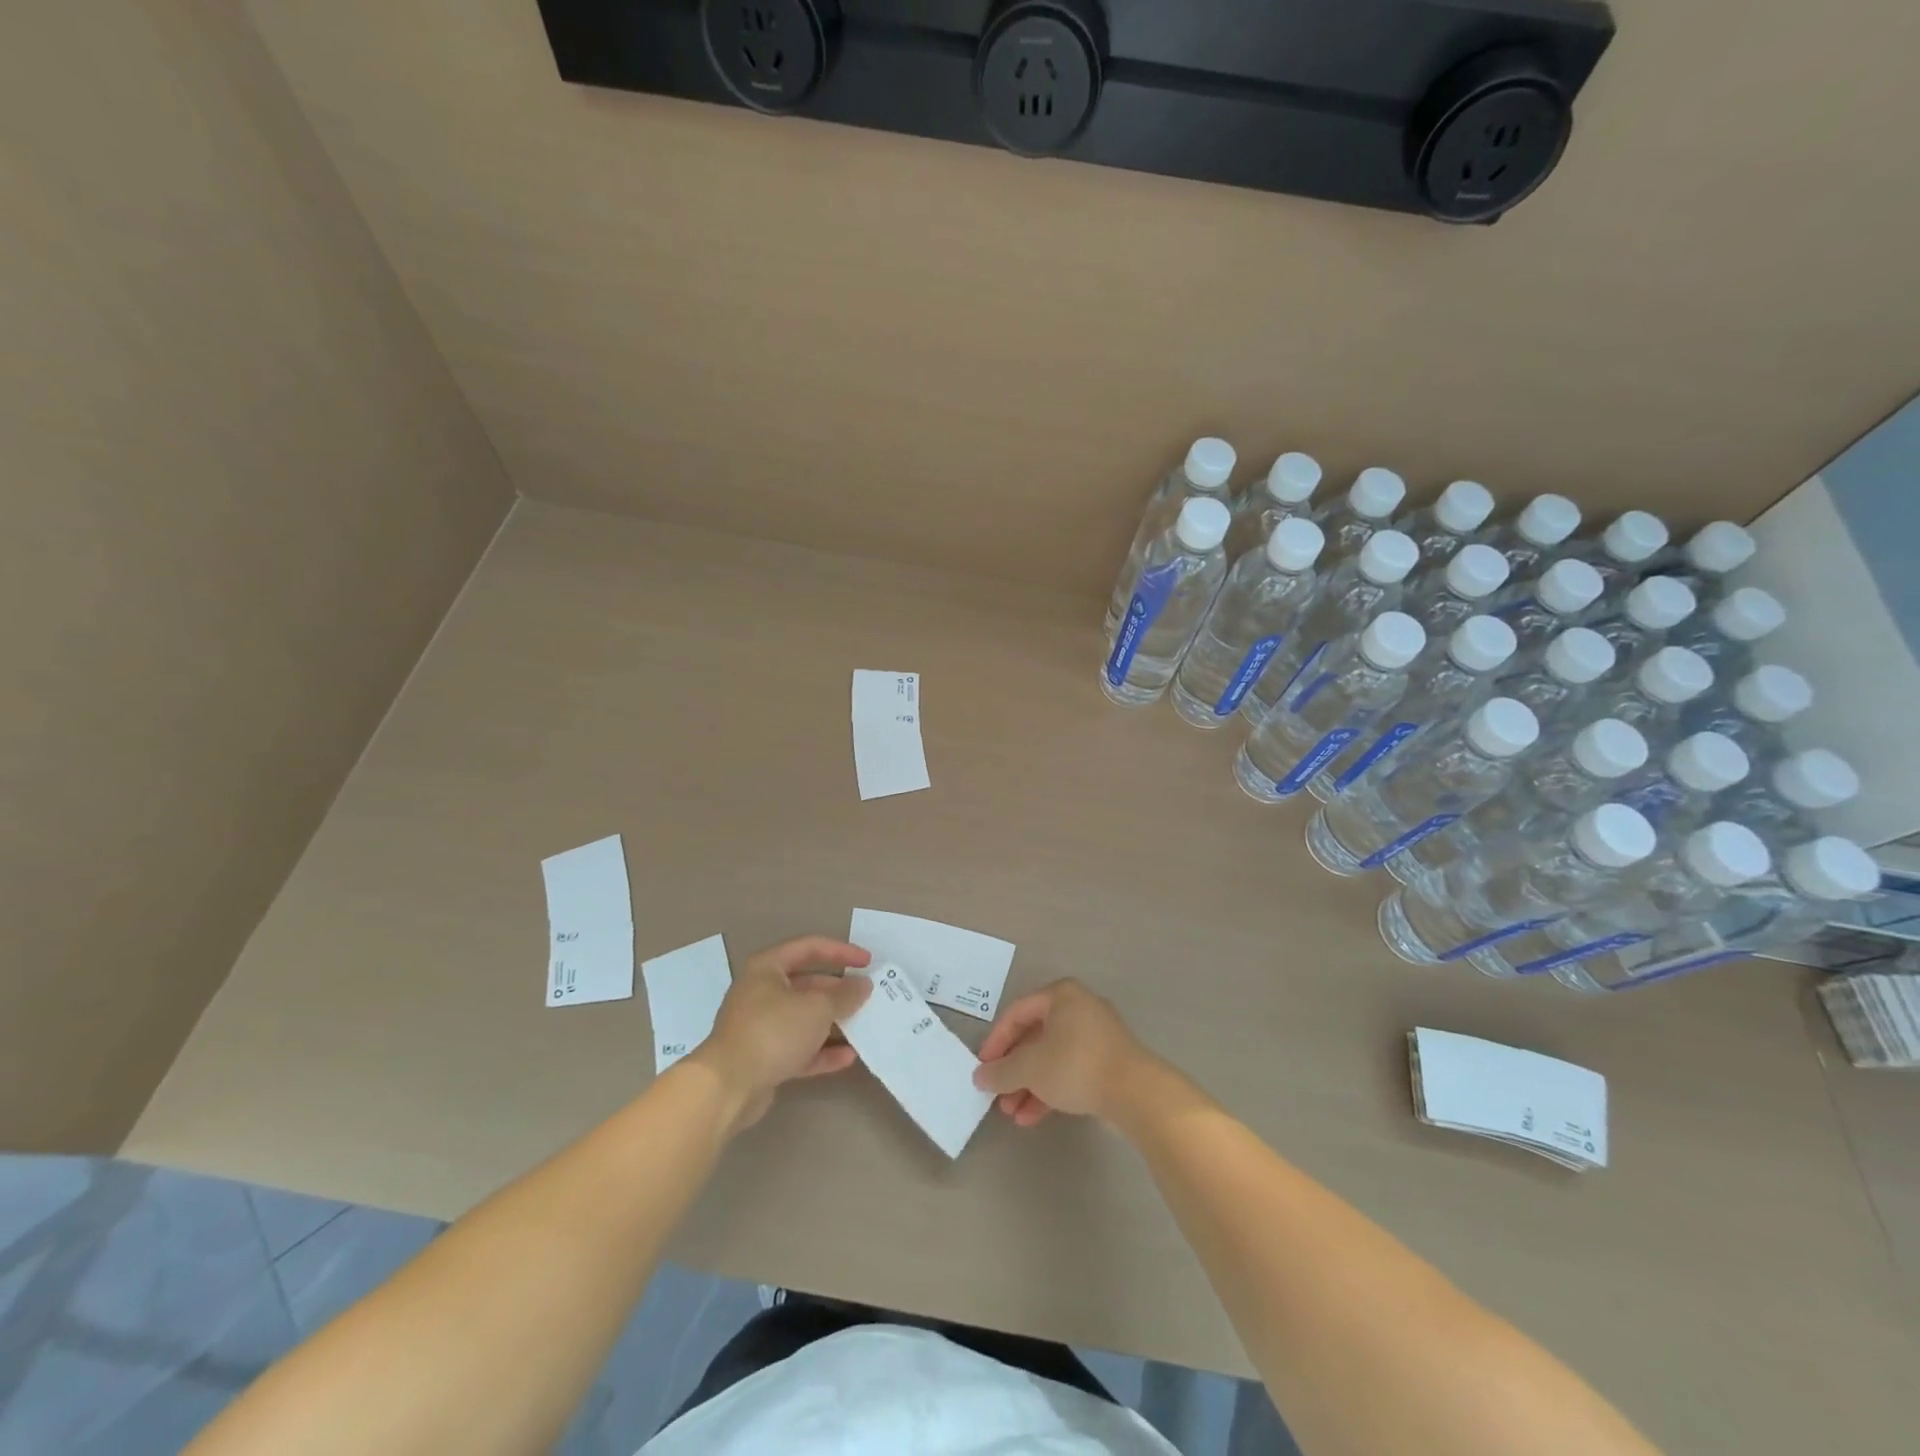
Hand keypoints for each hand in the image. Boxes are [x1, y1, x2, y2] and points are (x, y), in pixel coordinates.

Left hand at [693, 937, 872, 1130]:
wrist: (728, 1087)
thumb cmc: (773, 1031)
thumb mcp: (817, 1007)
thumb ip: (844, 995)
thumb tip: (863, 985)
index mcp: (768, 968)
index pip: (810, 948)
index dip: (841, 951)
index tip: (868, 962)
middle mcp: (762, 992)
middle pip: (808, 984)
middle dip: (839, 991)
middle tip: (868, 996)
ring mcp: (762, 1027)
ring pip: (805, 1018)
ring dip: (834, 1023)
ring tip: (864, 1025)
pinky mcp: (764, 1058)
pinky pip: (799, 1048)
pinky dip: (822, 1051)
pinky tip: (848, 1057)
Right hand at [972, 979, 1149, 1125]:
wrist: (1137, 1093)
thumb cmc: (1076, 1065)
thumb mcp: (1030, 1068)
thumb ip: (1001, 1071)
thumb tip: (980, 1076)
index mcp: (1061, 995)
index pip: (1016, 1013)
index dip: (996, 1041)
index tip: (983, 1067)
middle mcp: (1079, 1008)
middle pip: (1035, 1038)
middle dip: (1013, 1070)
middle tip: (997, 1094)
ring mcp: (1097, 1035)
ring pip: (1052, 1058)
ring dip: (1029, 1085)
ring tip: (1012, 1113)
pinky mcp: (1108, 1062)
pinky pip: (1070, 1071)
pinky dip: (1051, 1090)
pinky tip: (1033, 1117)